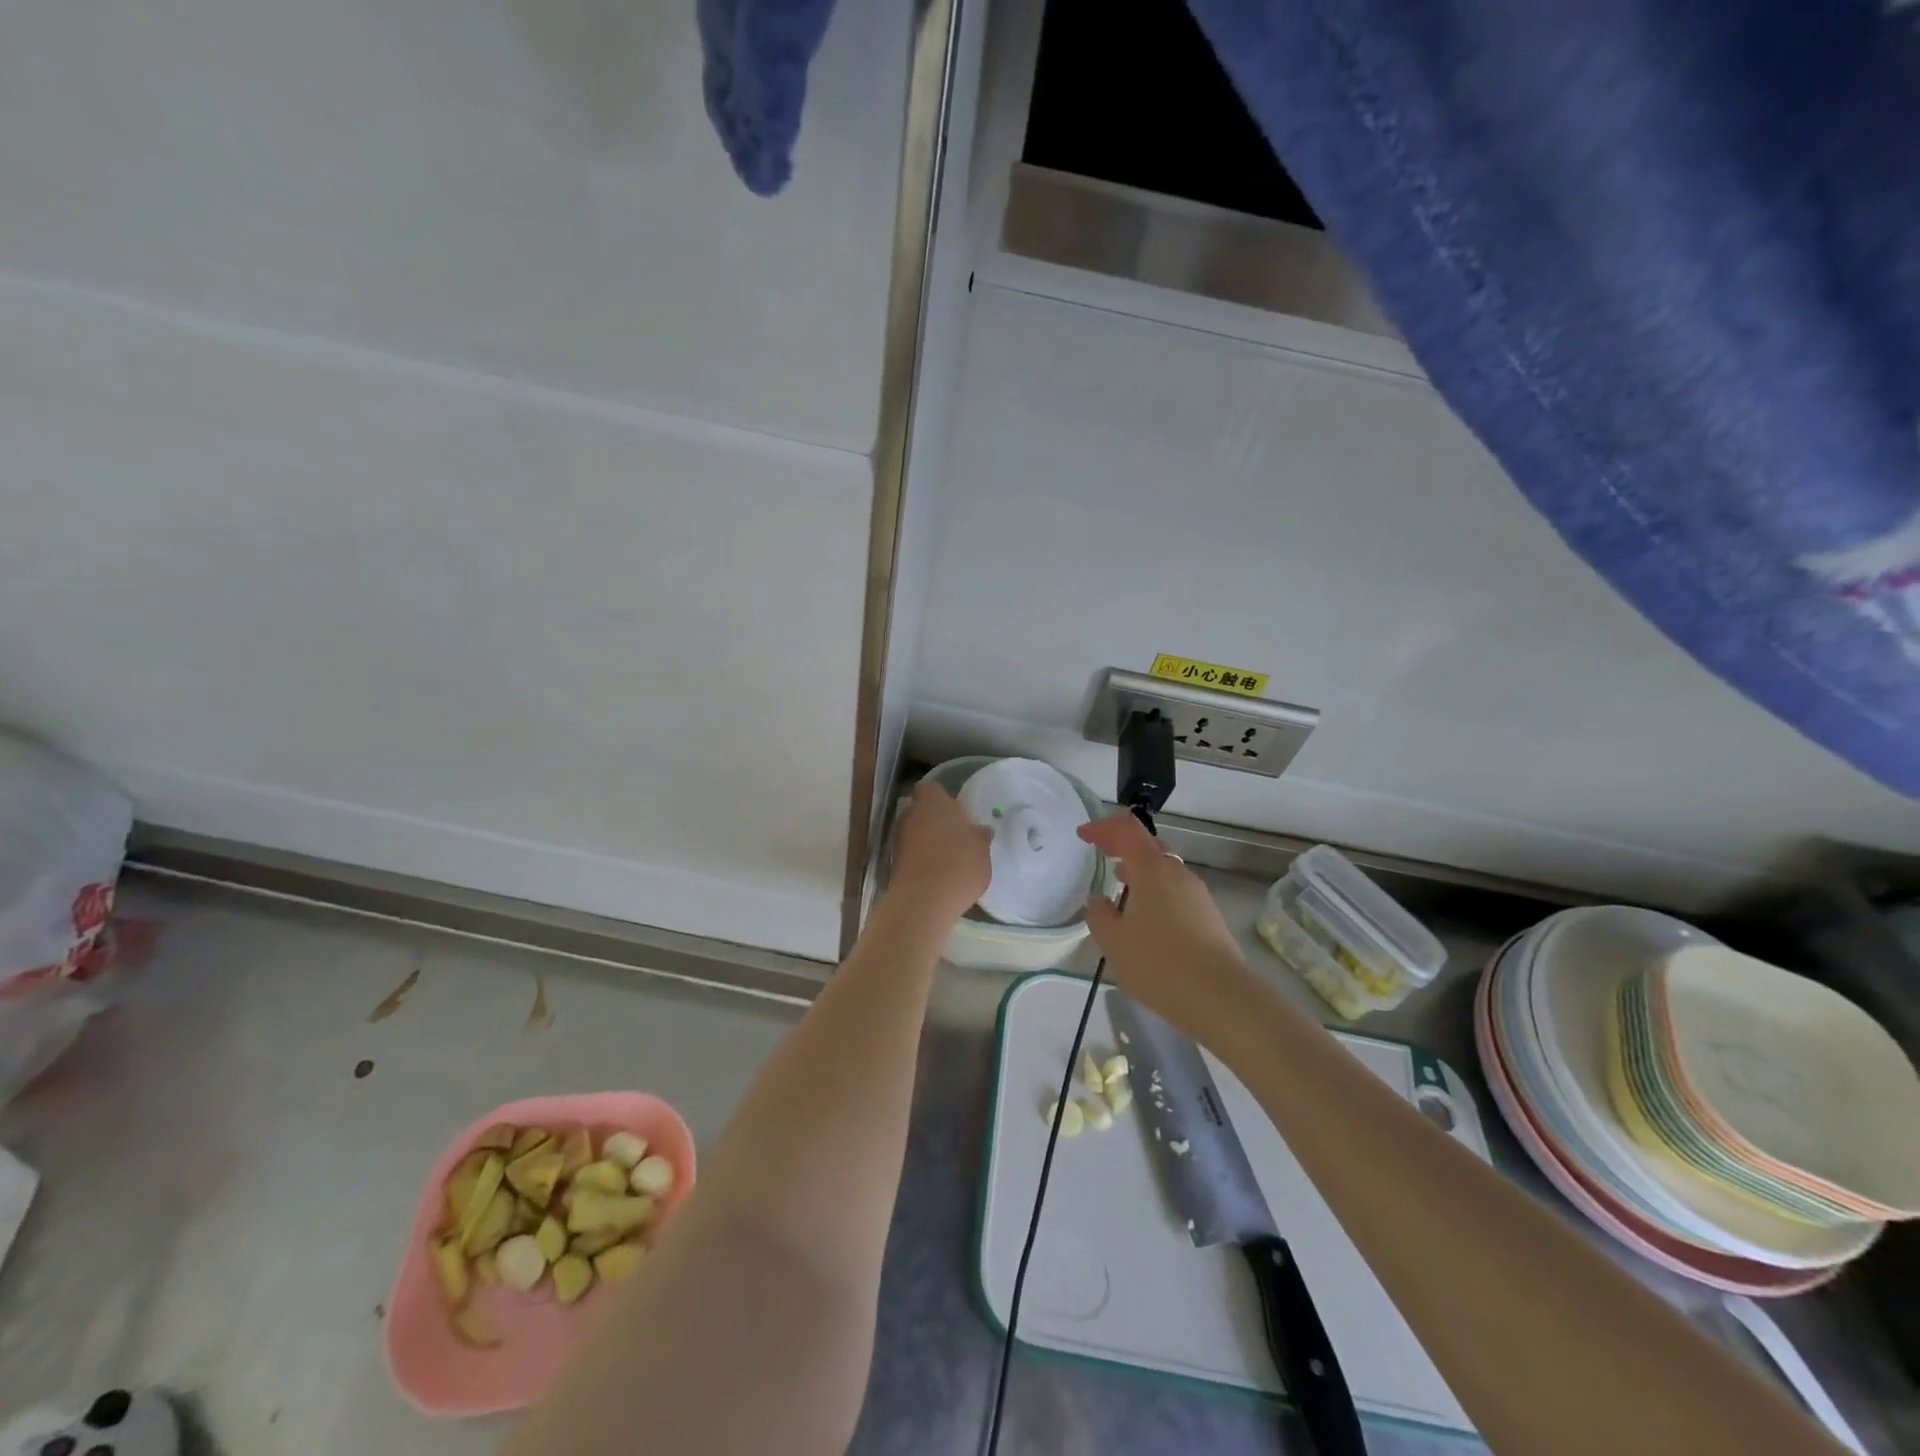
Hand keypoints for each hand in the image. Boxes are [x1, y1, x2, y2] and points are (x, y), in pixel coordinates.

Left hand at [889, 781, 991, 922]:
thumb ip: (980, 837)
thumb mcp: (982, 851)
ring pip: (914, 832)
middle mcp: (911, 813)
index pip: (932, 789)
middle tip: (954, 836)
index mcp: (934, 801)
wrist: (923, 900)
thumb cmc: (959, 865)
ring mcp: (898, 837)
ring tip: (946, 859)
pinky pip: (910, 853)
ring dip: (926, 840)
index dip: (942, 799)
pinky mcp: (892, 861)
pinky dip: (919, 859)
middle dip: (934, 820)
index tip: (956, 813)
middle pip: (921, 810)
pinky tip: (935, 874)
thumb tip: (981, 831)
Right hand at [1078, 812, 1253, 1035]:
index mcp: (1152, 869)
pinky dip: (1155, 893)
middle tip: (1101, 854)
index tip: (1083, 835)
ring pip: (1164, 871)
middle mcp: (1178, 874)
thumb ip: (1099, 915)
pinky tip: (1145, 919)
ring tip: (1120, 886)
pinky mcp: (1208, 918)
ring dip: (1140, 872)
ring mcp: (1198, 895)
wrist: (1221, 999)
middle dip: (1123, 846)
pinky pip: (1175, 893)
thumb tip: (1100, 901)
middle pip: (1149, 846)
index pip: (1126, 831)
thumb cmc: (1159, 964)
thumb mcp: (1114, 941)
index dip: (1103, 827)